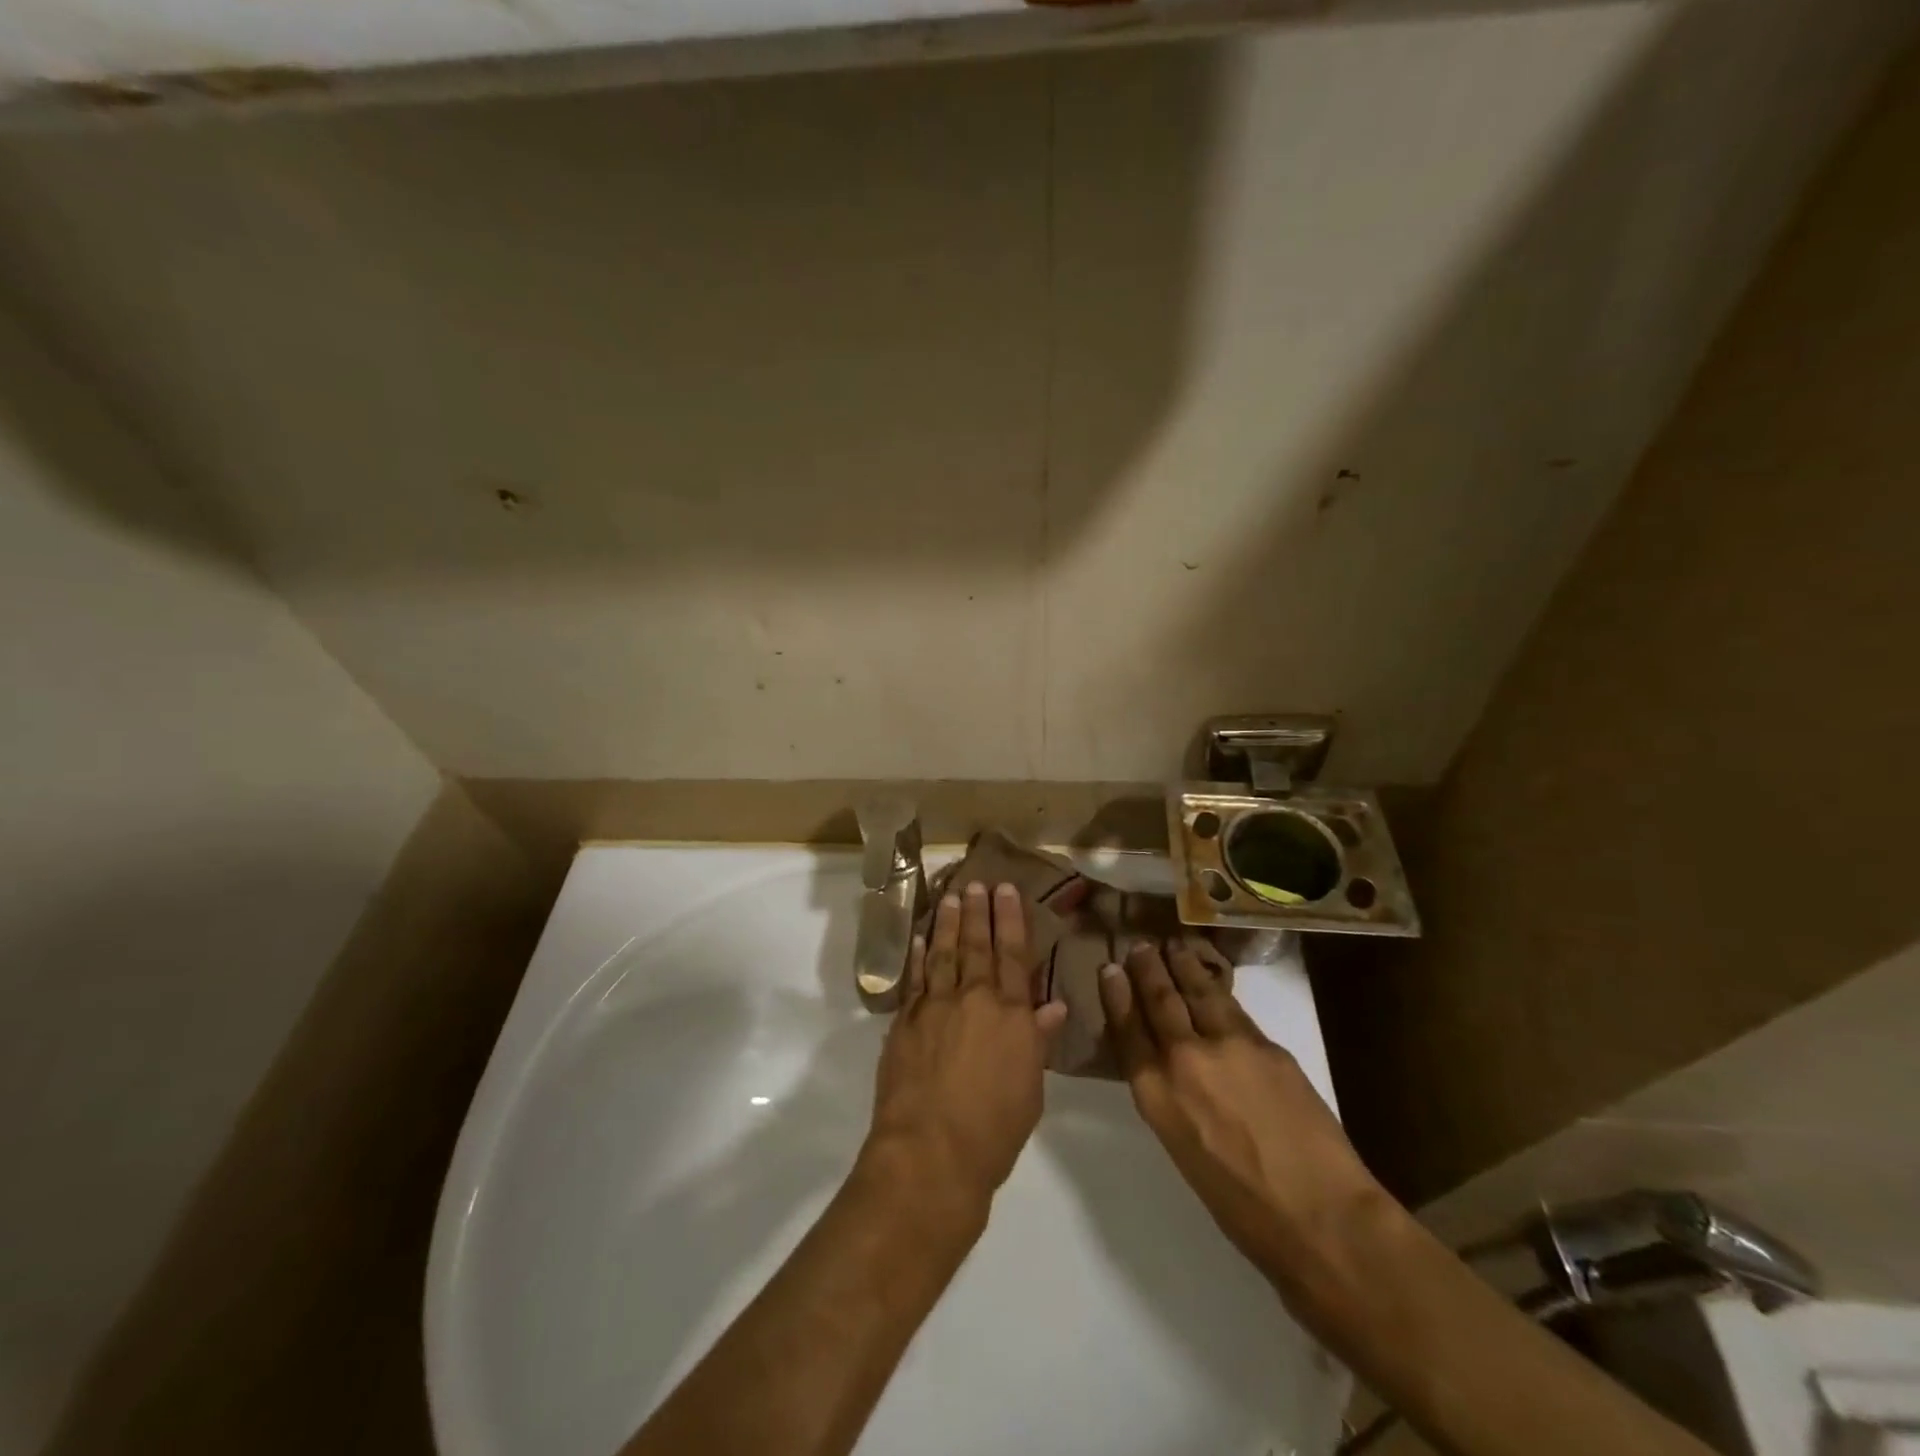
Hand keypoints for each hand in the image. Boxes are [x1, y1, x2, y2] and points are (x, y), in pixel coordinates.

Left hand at [866, 882, 1066, 1213]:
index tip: (1007, 890)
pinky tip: (919, 938)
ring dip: (946, 923)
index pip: (1014, 956)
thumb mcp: (1030, 1089)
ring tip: (950, 897)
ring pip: (942, 953)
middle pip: (976, 946)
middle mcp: (973, 999)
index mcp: (1011, 1015)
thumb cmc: (994, 1130)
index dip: (1010, 920)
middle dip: (978, 912)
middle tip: (978, 883)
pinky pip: (913, 979)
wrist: (931, 1154)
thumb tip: (1053, 1006)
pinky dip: (917, 956)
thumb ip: (1037, 1041)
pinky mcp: (905, 1022)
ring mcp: (935, 1007)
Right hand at [1097, 941, 1379, 1275]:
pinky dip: (1217, 989)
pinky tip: (1213, 983)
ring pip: (1198, 993)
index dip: (1116, 996)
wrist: (1322, 1217)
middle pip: (1160, 1001)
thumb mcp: (1184, 1152)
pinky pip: (1233, 1008)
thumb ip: (1171, 1101)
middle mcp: (1185, 1059)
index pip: (1128, 1031)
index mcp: (1157, 1095)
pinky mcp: (1268, 1045)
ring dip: (1182, 967)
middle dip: (1147, 970)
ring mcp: (1229, 1046)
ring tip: (1172, 948)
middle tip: (1139, 947)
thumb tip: (1168, 1070)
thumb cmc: (1243, 1208)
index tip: (1109, 969)